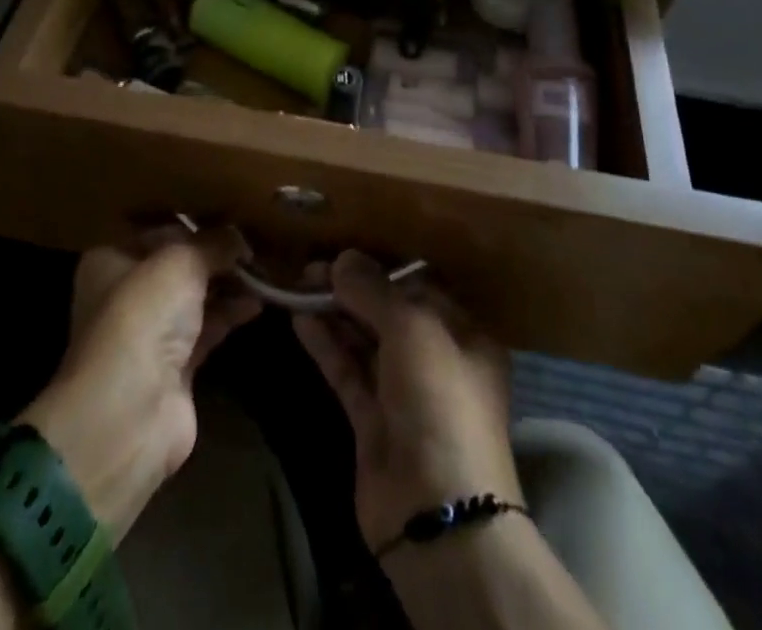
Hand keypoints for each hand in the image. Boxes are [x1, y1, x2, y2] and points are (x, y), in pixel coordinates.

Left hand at [19, 229, 258, 539]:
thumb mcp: (180, 262)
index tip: (231, 211)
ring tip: (265, 265)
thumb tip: (240, 237)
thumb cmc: (142, 316)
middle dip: (215, 252)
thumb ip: (213, 243)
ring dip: (228, 282)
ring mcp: (150, 332)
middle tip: (254, 238)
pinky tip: (260, 300)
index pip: (156, 229)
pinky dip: (231, 314)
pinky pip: (209, 328)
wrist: (129, 414)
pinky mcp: (175, 367)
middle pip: (178, 263)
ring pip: (195, 296)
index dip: (193, 220)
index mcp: (111, 259)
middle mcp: (126, 292)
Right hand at [295, 252, 520, 551]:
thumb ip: (374, 290)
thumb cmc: (439, 401)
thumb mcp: (412, 329)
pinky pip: (347, 371)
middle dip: (352, 288)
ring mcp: (404, 394)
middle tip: (309, 266)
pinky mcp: (374, 422)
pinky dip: (326, 345)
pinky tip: (299, 320)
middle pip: (388, 312)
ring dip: (334, 313)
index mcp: (463, 335)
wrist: (437, 513)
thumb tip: (342, 259)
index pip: (420, 287)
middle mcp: (436, 360)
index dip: (382, 267)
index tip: (343, 249)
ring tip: (298, 284)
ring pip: (364, 341)